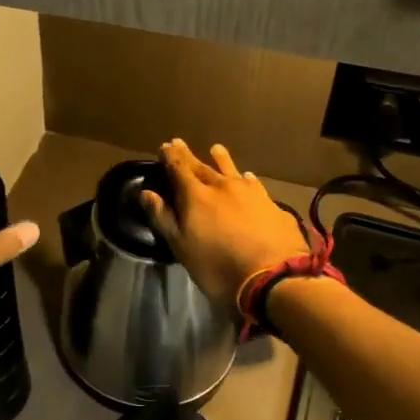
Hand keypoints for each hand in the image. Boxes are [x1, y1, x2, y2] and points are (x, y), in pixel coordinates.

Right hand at [139, 139, 308, 304]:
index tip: (164, 147)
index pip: (179, 169)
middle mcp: (222, 186)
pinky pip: (253, 184)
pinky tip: (248, 177)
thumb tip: (146, 193)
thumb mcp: (182, 247)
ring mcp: (249, 193)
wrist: (273, 276)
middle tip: (179, 143)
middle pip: (202, 166)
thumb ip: (163, 218)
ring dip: (221, 159)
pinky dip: (246, 179)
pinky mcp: (270, 204)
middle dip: (188, 156)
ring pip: (231, 170)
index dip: (170, 157)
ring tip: (215, 148)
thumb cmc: (218, 266)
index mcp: (196, 196)